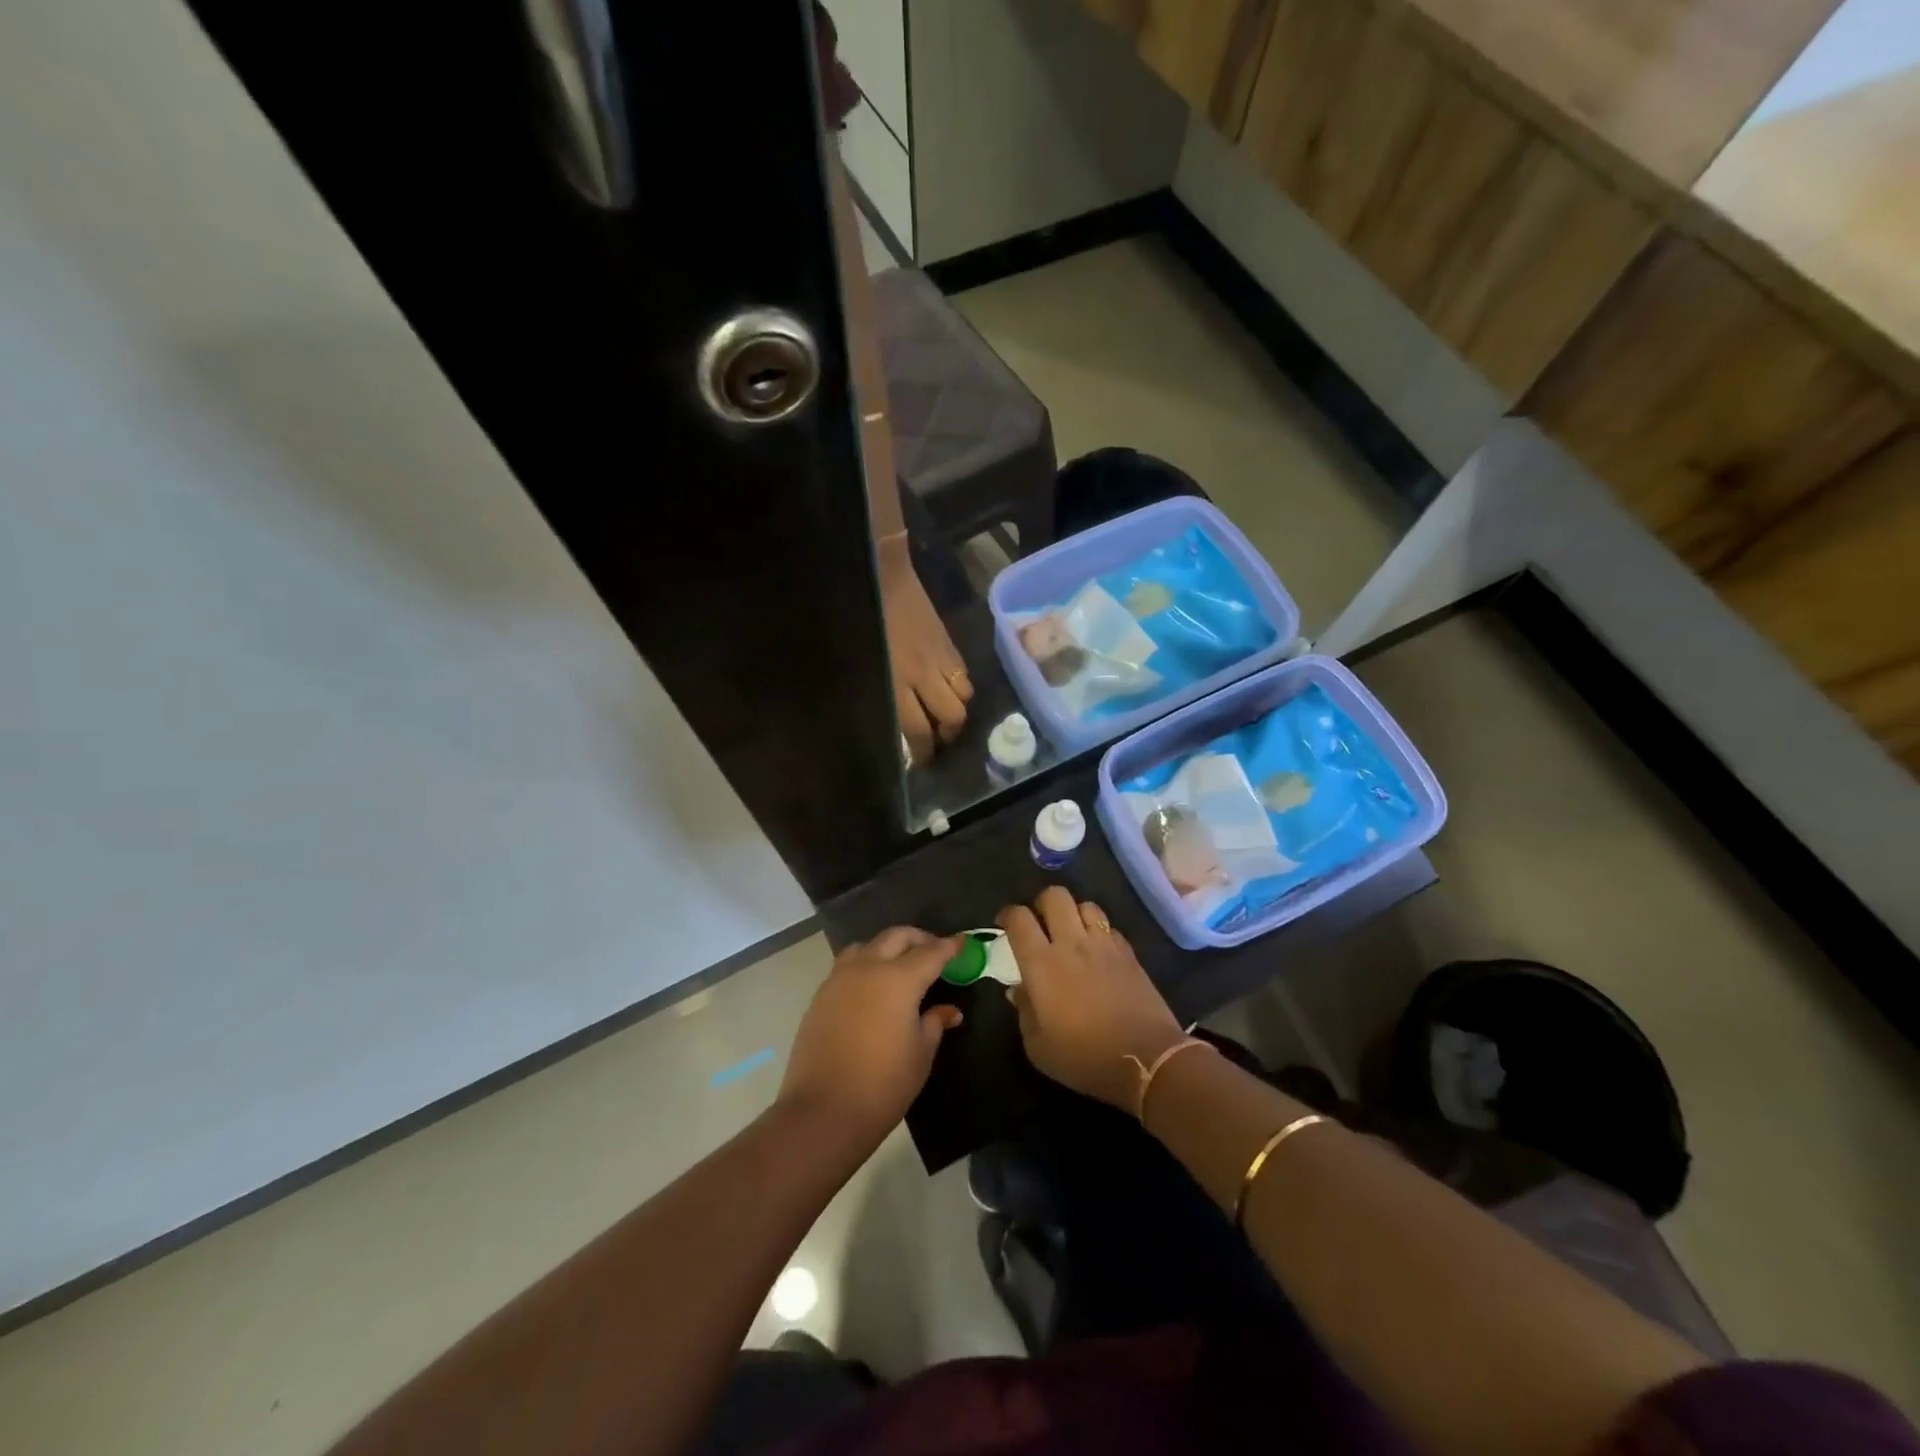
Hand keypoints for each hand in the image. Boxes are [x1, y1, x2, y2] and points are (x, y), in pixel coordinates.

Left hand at [778, 928, 964, 1150]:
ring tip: (900, 966)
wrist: (824, 1111)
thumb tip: (949, 1011)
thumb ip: (935, 1022)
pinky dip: (865, 966)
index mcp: (899, 979)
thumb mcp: (921, 1054)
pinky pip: (847, 967)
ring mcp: (839, 979)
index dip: (950, 946)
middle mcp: (868, 968)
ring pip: (867, 946)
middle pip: (896, 937)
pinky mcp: (821, 995)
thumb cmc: (884, 1084)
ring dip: (887, 948)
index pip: (931, 952)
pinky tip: (872, 989)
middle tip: (934, 952)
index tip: (962, 942)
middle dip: (918, 939)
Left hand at [877, 535, 971, 765]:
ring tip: (945, 715)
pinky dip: (960, 688)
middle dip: (947, 736)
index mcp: (897, 682)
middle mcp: (924, 676)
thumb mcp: (860, 661)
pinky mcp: (949, 644)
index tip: (922, 763)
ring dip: (956, 712)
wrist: (884, 574)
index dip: (923, 752)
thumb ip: (877, 689)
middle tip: (938, 742)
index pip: (919, 730)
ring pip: (964, 698)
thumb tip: (886, 715)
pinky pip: (964, 675)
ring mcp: (941, 659)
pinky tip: (948, 688)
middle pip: (951, 718)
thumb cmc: (860, 617)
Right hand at [999, 887, 1186, 1113]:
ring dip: (1074, 914)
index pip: (1019, 918)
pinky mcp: (1129, 953)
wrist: (1146, 1058)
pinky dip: (1099, 931)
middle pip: (1055, 896)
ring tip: (1072, 933)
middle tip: (1040, 924)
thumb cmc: (1084, 1057)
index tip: (1004, 924)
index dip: (1007, 914)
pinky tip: (1098, 951)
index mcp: (1041, 963)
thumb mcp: (1038, 1046)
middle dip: (1042, 904)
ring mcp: (1104, 944)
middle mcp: (1071, 943)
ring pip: (1086, 905)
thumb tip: (1018, 988)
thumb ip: (1024, 1011)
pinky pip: (1110, 927)